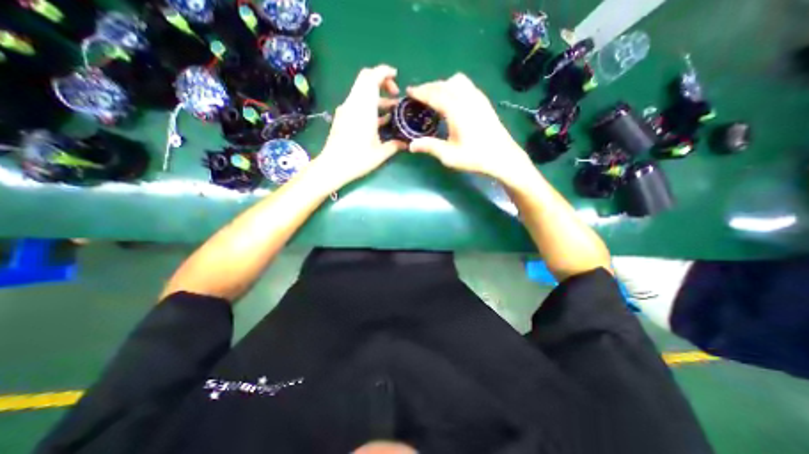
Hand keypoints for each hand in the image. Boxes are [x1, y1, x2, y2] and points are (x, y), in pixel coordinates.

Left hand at [315, 64, 403, 185]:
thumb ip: (395, 145)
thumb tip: (406, 144)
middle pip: (365, 80)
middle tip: (394, 94)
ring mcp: (346, 110)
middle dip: (382, 82)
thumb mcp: (380, 153)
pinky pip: (357, 103)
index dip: (385, 72)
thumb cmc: (357, 159)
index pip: (372, 77)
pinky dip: (369, 105)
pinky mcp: (343, 117)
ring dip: (377, 97)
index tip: (397, 77)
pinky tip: (379, 121)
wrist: (333, 166)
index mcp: (363, 108)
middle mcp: (353, 104)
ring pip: (362, 92)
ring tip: (392, 111)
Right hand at [409, 72, 535, 184]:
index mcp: (456, 111)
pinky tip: (452, 99)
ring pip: (457, 81)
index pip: (435, 94)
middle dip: (429, 87)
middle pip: (444, 84)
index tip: (409, 91)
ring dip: (442, 84)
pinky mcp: (484, 102)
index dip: (420, 92)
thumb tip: (411, 145)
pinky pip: (467, 85)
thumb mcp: (449, 156)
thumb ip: (430, 147)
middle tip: (418, 95)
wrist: (502, 157)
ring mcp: (478, 98)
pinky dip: (454, 87)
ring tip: (434, 96)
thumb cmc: (475, 157)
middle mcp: (467, 99)